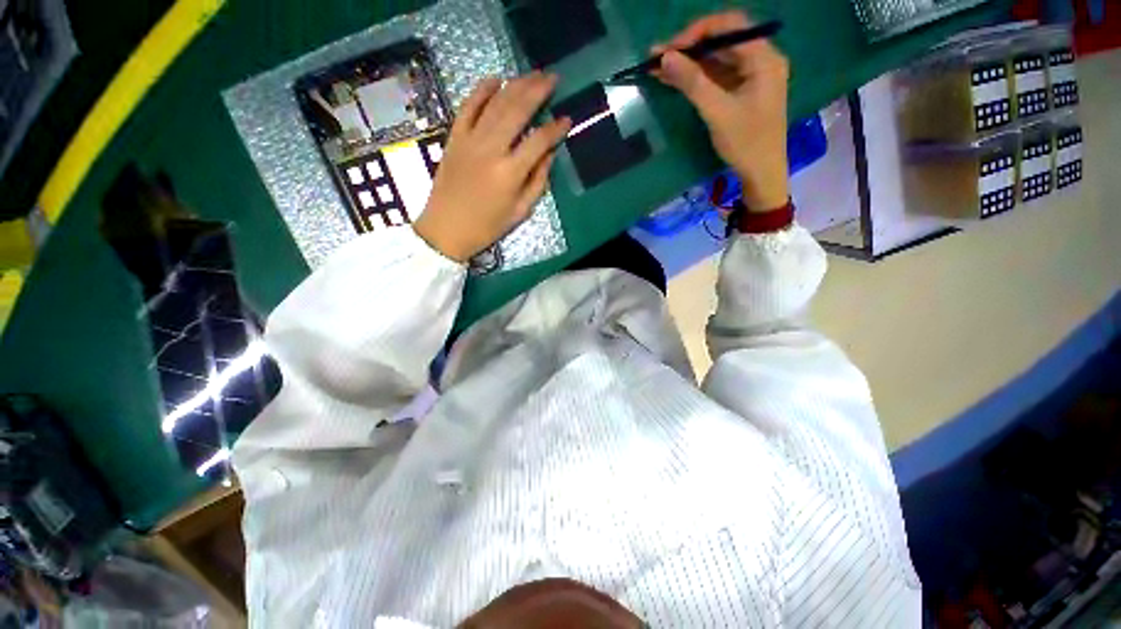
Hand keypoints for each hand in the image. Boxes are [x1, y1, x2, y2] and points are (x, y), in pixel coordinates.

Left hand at [414, 73, 571, 261]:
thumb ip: (538, 181)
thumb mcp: (520, 211)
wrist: (446, 229)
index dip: (556, 129)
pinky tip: (495, 79)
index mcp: (510, 173)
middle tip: (552, 78)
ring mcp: (470, 140)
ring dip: (516, 85)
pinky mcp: (454, 138)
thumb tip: (550, 154)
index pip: (539, 141)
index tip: (567, 119)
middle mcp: (491, 149)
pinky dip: (481, 90)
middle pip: (518, 110)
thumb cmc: (487, 226)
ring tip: (532, 74)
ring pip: (496, 103)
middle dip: (538, 91)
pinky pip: (468, 107)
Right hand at [653, 11, 790, 210]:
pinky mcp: (743, 91)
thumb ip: (692, 82)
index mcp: (764, 58)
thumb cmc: (745, 143)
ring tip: (659, 68)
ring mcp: (752, 76)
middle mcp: (761, 60)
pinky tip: (675, 80)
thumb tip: (664, 57)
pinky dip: (697, 77)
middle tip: (658, 58)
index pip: (731, 26)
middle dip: (690, 48)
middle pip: (723, 42)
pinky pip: (718, 76)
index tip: (670, 49)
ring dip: (690, 63)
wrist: (761, 174)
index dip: (698, 32)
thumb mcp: (717, 112)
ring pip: (718, 60)